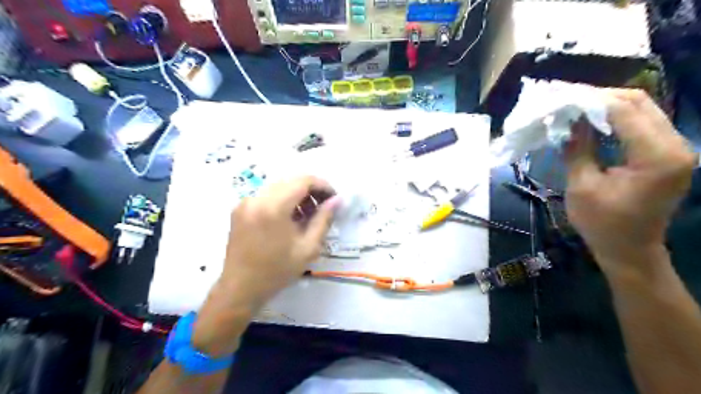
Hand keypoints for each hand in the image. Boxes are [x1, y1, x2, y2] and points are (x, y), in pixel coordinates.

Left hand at [218, 175, 339, 307]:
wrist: (240, 288)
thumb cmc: (277, 271)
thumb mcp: (308, 248)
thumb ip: (324, 219)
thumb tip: (338, 200)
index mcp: (273, 207)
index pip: (303, 181)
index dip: (322, 185)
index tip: (333, 198)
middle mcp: (257, 198)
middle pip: (291, 181)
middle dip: (311, 190)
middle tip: (323, 208)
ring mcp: (246, 202)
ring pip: (279, 186)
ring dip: (297, 195)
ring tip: (307, 215)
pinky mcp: (240, 208)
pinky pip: (267, 195)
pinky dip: (283, 200)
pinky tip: (289, 218)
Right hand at [566, 90, 696, 275]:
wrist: (630, 250)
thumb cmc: (602, 223)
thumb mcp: (582, 185)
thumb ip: (578, 148)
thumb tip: (569, 119)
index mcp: (657, 156)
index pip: (625, 111)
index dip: (592, 100)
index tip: (563, 96)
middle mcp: (676, 146)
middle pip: (640, 103)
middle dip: (601, 97)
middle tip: (568, 99)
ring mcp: (676, 149)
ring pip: (644, 110)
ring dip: (608, 106)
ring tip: (577, 108)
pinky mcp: (668, 154)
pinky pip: (643, 124)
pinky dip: (617, 118)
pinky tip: (594, 122)